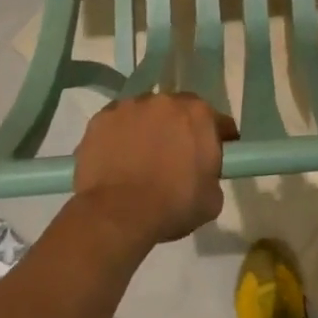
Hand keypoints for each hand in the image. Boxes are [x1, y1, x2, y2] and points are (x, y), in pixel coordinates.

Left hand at [72, 93, 237, 245]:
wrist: (117, 215)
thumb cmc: (172, 206)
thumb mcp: (212, 199)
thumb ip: (212, 175)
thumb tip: (203, 174)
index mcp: (199, 114)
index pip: (216, 122)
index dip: (217, 139)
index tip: (213, 155)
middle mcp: (165, 101)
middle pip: (178, 111)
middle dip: (179, 129)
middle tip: (174, 157)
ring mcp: (129, 107)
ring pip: (144, 114)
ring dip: (147, 129)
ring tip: (140, 159)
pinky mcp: (100, 119)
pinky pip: (116, 124)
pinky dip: (119, 136)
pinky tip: (116, 160)